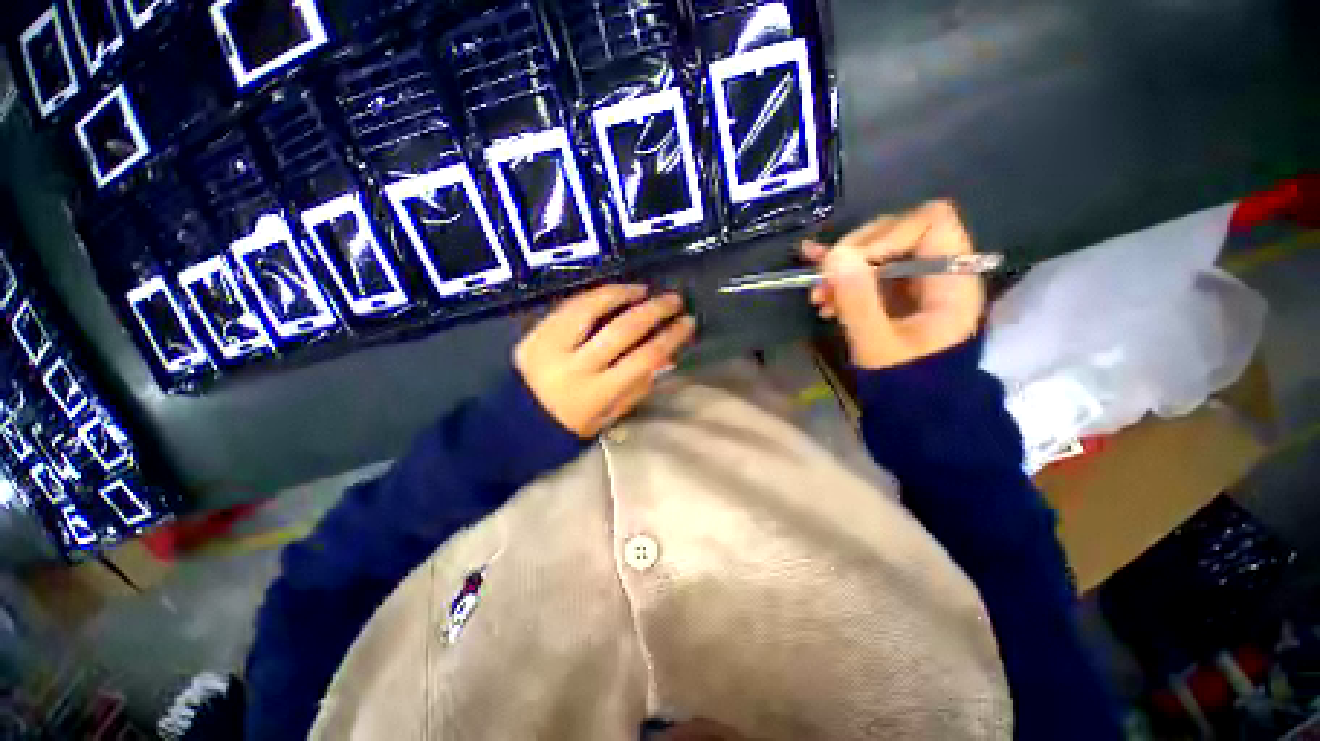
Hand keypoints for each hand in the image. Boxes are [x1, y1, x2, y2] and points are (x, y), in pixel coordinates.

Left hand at [515, 284, 695, 437]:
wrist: (514, 423)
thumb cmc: (569, 426)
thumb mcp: (610, 417)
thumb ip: (638, 387)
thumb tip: (667, 357)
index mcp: (597, 394)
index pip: (644, 358)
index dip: (670, 337)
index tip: (687, 322)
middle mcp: (575, 367)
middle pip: (623, 329)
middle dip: (655, 310)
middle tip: (674, 299)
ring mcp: (552, 346)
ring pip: (592, 308)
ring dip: (624, 294)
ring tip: (645, 289)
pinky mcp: (536, 333)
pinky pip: (570, 305)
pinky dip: (595, 295)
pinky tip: (614, 291)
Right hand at [803, 200, 985, 369]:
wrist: (915, 409)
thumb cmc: (905, 382)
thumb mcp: (878, 345)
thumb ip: (858, 301)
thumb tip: (834, 257)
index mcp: (952, 280)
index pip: (929, 222)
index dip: (886, 235)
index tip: (849, 266)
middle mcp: (937, 271)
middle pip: (897, 230)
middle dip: (854, 253)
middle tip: (823, 283)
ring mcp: (914, 281)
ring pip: (876, 250)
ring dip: (841, 268)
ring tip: (817, 297)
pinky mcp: (894, 292)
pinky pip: (867, 270)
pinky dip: (840, 275)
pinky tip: (815, 284)